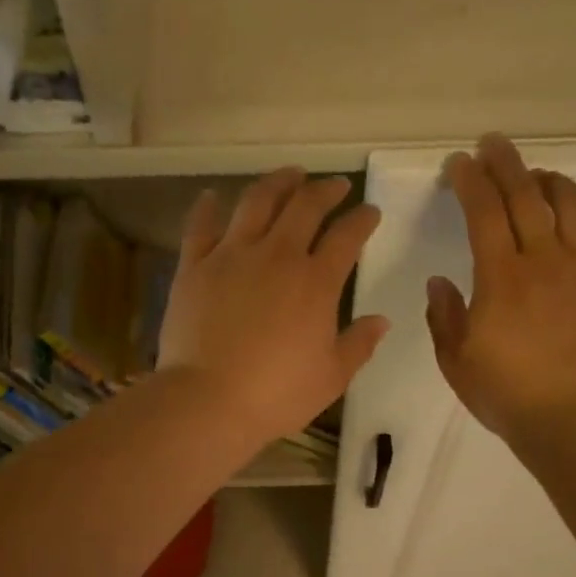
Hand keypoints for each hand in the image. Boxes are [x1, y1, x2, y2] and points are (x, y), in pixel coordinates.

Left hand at [158, 167, 388, 444]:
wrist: (209, 401)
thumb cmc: (277, 395)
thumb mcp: (331, 377)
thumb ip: (358, 344)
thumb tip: (381, 320)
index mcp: (316, 282)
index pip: (348, 236)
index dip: (362, 219)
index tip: (370, 212)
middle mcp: (276, 255)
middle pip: (305, 206)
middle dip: (325, 190)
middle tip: (335, 186)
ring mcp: (231, 255)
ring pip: (257, 202)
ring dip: (277, 183)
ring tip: (289, 175)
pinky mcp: (194, 266)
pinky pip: (201, 226)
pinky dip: (209, 207)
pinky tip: (214, 196)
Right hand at [426, 134, 575, 441]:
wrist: (569, 418)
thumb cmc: (504, 392)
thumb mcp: (455, 359)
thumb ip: (444, 315)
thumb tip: (440, 280)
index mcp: (500, 277)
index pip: (483, 212)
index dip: (469, 181)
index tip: (458, 163)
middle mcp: (544, 260)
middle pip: (526, 195)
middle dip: (506, 163)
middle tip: (493, 144)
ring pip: (571, 204)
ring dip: (551, 180)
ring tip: (537, 174)